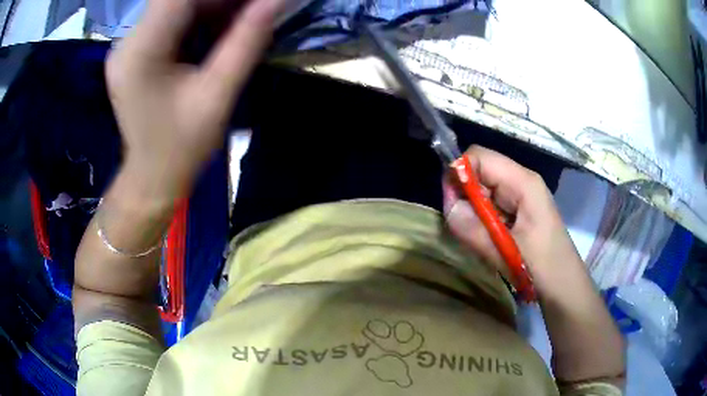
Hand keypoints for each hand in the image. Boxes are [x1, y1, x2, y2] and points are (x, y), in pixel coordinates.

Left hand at [106, 0, 287, 196]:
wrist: (152, 178)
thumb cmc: (182, 147)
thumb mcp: (217, 95)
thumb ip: (246, 42)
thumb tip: (275, 1)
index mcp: (140, 52)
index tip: (250, 2)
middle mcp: (128, 41)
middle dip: (219, 1)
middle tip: (251, 10)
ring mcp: (129, 45)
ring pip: (176, 6)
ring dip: (212, 7)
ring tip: (240, 21)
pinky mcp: (136, 51)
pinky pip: (171, 20)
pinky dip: (199, 18)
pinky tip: (219, 31)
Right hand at [443, 145, 584, 295]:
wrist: (564, 286)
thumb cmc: (544, 267)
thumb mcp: (507, 251)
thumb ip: (475, 230)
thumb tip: (449, 207)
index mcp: (523, 182)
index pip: (479, 157)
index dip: (459, 173)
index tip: (451, 205)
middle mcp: (520, 182)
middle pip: (479, 172)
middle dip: (464, 196)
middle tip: (464, 228)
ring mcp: (519, 197)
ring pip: (482, 190)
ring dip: (472, 212)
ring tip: (479, 239)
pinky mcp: (517, 212)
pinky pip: (489, 206)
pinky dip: (480, 221)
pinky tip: (488, 240)